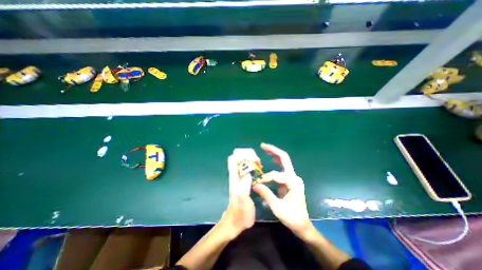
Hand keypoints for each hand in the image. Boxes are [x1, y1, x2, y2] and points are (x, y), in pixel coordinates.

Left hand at [219, 149, 254, 238]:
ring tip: (261, 166)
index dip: (242, 155)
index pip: (233, 160)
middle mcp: (237, 176)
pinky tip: (261, 172)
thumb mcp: (242, 201)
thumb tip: (249, 174)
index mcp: (234, 178)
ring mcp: (241, 179)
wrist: (236, 222)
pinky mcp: (245, 183)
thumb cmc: (239, 213)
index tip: (253, 158)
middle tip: (259, 162)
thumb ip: (244, 188)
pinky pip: (249, 171)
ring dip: (252, 162)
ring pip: (245, 164)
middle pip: (240, 159)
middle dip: (249, 157)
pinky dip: (254, 168)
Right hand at [253, 142, 311, 236]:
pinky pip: (282, 167)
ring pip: (284, 161)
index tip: (257, 184)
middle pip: (284, 158)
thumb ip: (266, 194)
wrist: (302, 224)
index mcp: (293, 182)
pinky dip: (275, 161)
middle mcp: (294, 176)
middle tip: (263, 145)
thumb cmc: (292, 217)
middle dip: (273, 151)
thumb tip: (254, 185)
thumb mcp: (277, 207)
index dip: (265, 178)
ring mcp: (292, 177)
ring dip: (274, 153)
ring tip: (265, 148)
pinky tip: (270, 159)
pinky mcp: (289, 179)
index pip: (276, 175)